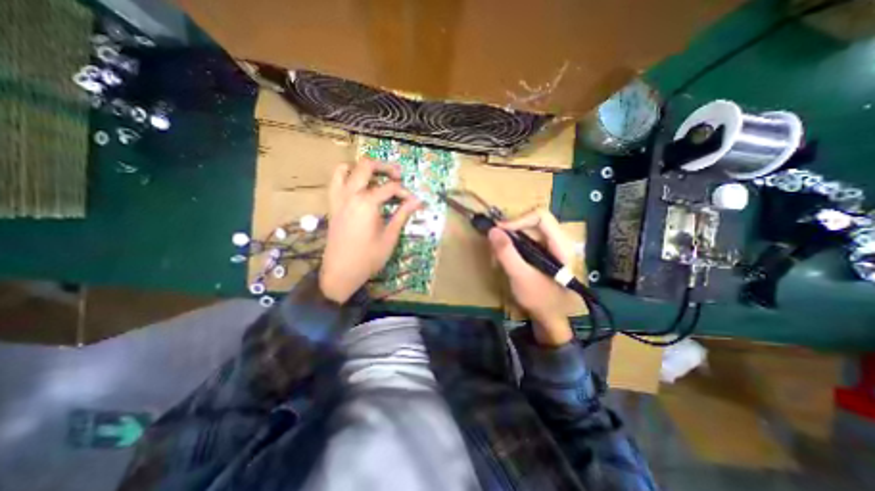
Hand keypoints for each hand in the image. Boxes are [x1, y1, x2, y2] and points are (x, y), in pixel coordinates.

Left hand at [320, 162, 422, 301]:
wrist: (341, 272)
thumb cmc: (368, 258)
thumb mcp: (390, 237)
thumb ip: (402, 215)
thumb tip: (418, 201)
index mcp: (367, 203)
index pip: (390, 188)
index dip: (405, 193)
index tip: (414, 201)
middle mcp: (350, 194)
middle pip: (366, 166)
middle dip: (385, 167)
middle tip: (398, 175)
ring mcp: (338, 198)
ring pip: (346, 168)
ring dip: (362, 168)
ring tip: (376, 176)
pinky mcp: (333, 205)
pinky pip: (335, 181)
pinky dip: (346, 176)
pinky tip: (358, 186)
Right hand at [489, 210, 578, 347]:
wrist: (550, 319)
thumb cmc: (540, 300)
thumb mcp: (520, 276)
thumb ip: (507, 253)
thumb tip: (492, 230)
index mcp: (560, 244)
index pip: (541, 216)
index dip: (518, 220)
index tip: (499, 231)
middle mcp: (556, 241)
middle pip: (531, 222)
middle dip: (510, 232)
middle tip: (494, 245)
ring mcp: (548, 248)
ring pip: (525, 232)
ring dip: (508, 242)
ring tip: (496, 258)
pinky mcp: (540, 254)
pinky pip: (523, 243)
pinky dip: (510, 249)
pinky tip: (502, 262)